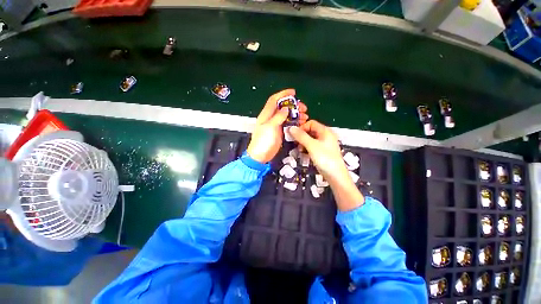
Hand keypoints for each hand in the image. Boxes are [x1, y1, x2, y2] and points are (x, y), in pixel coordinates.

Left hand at [247, 89, 307, 162]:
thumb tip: (285, 109)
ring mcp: (276, 125)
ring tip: (304, 116)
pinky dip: (295, 122)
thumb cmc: (263, 141)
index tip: (293, 92)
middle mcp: (271, 118)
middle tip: (303, 107)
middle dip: (293, 105)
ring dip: (296, 114)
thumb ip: (278, 117)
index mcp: (266, 114)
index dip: (283, 94)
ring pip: (287, 115)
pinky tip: (301, 123)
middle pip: (283, 107)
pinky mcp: (280, 132)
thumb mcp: (270, 127)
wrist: (261, 156)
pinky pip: (288, 123)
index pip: (274, 100)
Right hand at [289, 120, 363, 210]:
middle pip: (311, 131)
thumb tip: (291, 128)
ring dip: (304, 143)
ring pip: (311, 139)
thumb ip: (301, 136)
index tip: (295, 136)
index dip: (302, 127)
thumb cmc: (324, 158)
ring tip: (300, 150)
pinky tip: (305, 154)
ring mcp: (325, 144)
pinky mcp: (323, 151)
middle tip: (296, 144)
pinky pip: (313, 146)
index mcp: (325, 131)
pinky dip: (308, 148)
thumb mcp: (311, 146)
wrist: (335, 175)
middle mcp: (326, 135)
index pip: (311, 123)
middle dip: (302, 136)